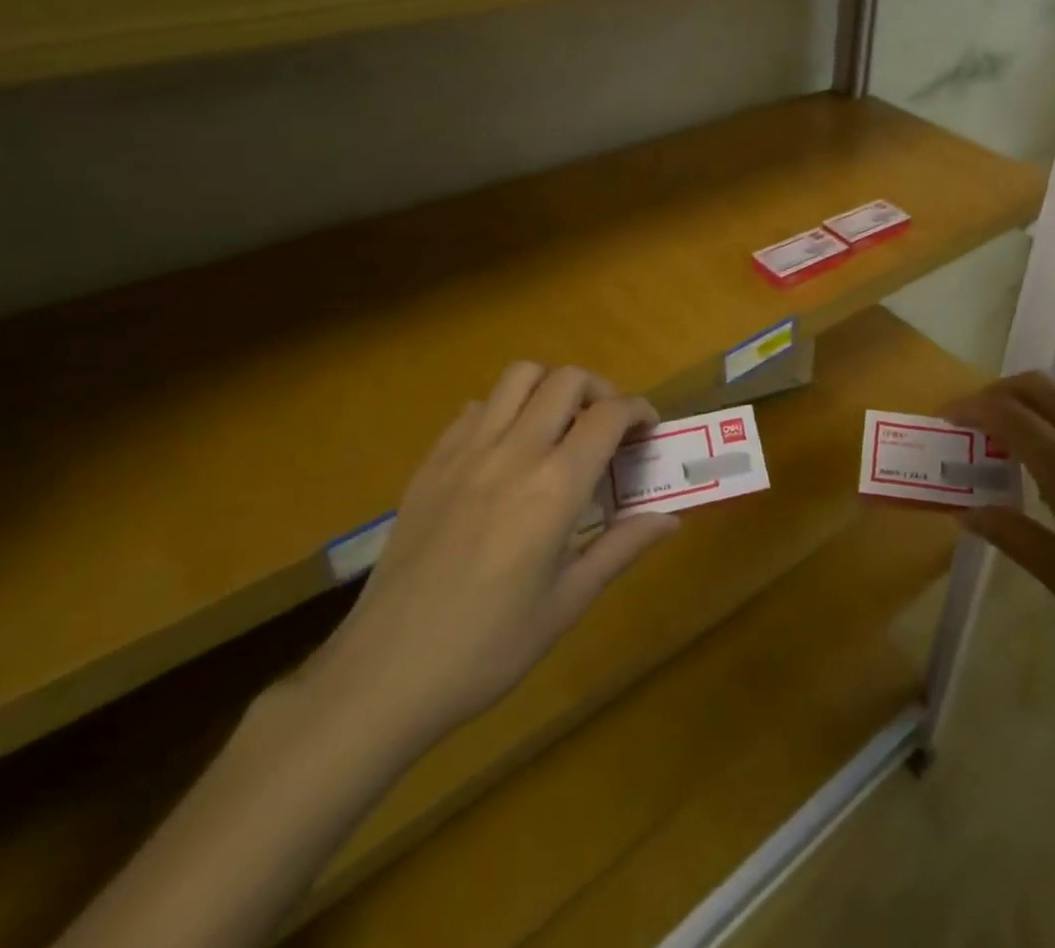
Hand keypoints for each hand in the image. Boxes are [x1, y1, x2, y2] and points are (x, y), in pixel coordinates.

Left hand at [303, 364, 678, 756]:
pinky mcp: (430, 465)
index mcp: (554, 487)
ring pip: (517, 377)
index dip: (639, 410)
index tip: (648, 431)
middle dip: (600, 390)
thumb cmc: (488, 647)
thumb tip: (671, 520)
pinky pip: (474, 408)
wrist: (383, 676)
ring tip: (560, 426)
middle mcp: (513, 453)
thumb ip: (622, 547)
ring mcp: (464, 453)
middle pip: (566, 379)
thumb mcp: (568, 602)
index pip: (609, 414)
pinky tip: (506, 451)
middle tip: (608, 427)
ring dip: (550, 387)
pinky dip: (503, 410)